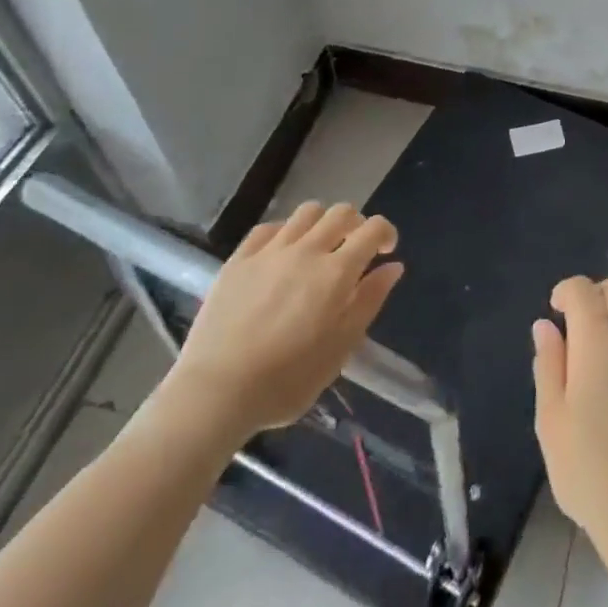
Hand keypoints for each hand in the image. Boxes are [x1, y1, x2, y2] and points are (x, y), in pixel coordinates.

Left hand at [155, 203, 403, 448]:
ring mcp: (270, 251)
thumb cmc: (286, 381)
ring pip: (307, 212)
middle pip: (341, 212)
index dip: (386, 233)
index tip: (385, 251)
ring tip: (318, 247)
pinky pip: (268, 227)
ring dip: (321, 223)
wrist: (214, 394)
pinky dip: (284, 232)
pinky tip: (282, 253)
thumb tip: (393, 266)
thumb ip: (369, 301)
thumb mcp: (341, 349)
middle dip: (356, 224)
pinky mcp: (239, 259)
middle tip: (353, 249)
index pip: (373, 229)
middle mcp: (307, 250)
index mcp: (336, 272)